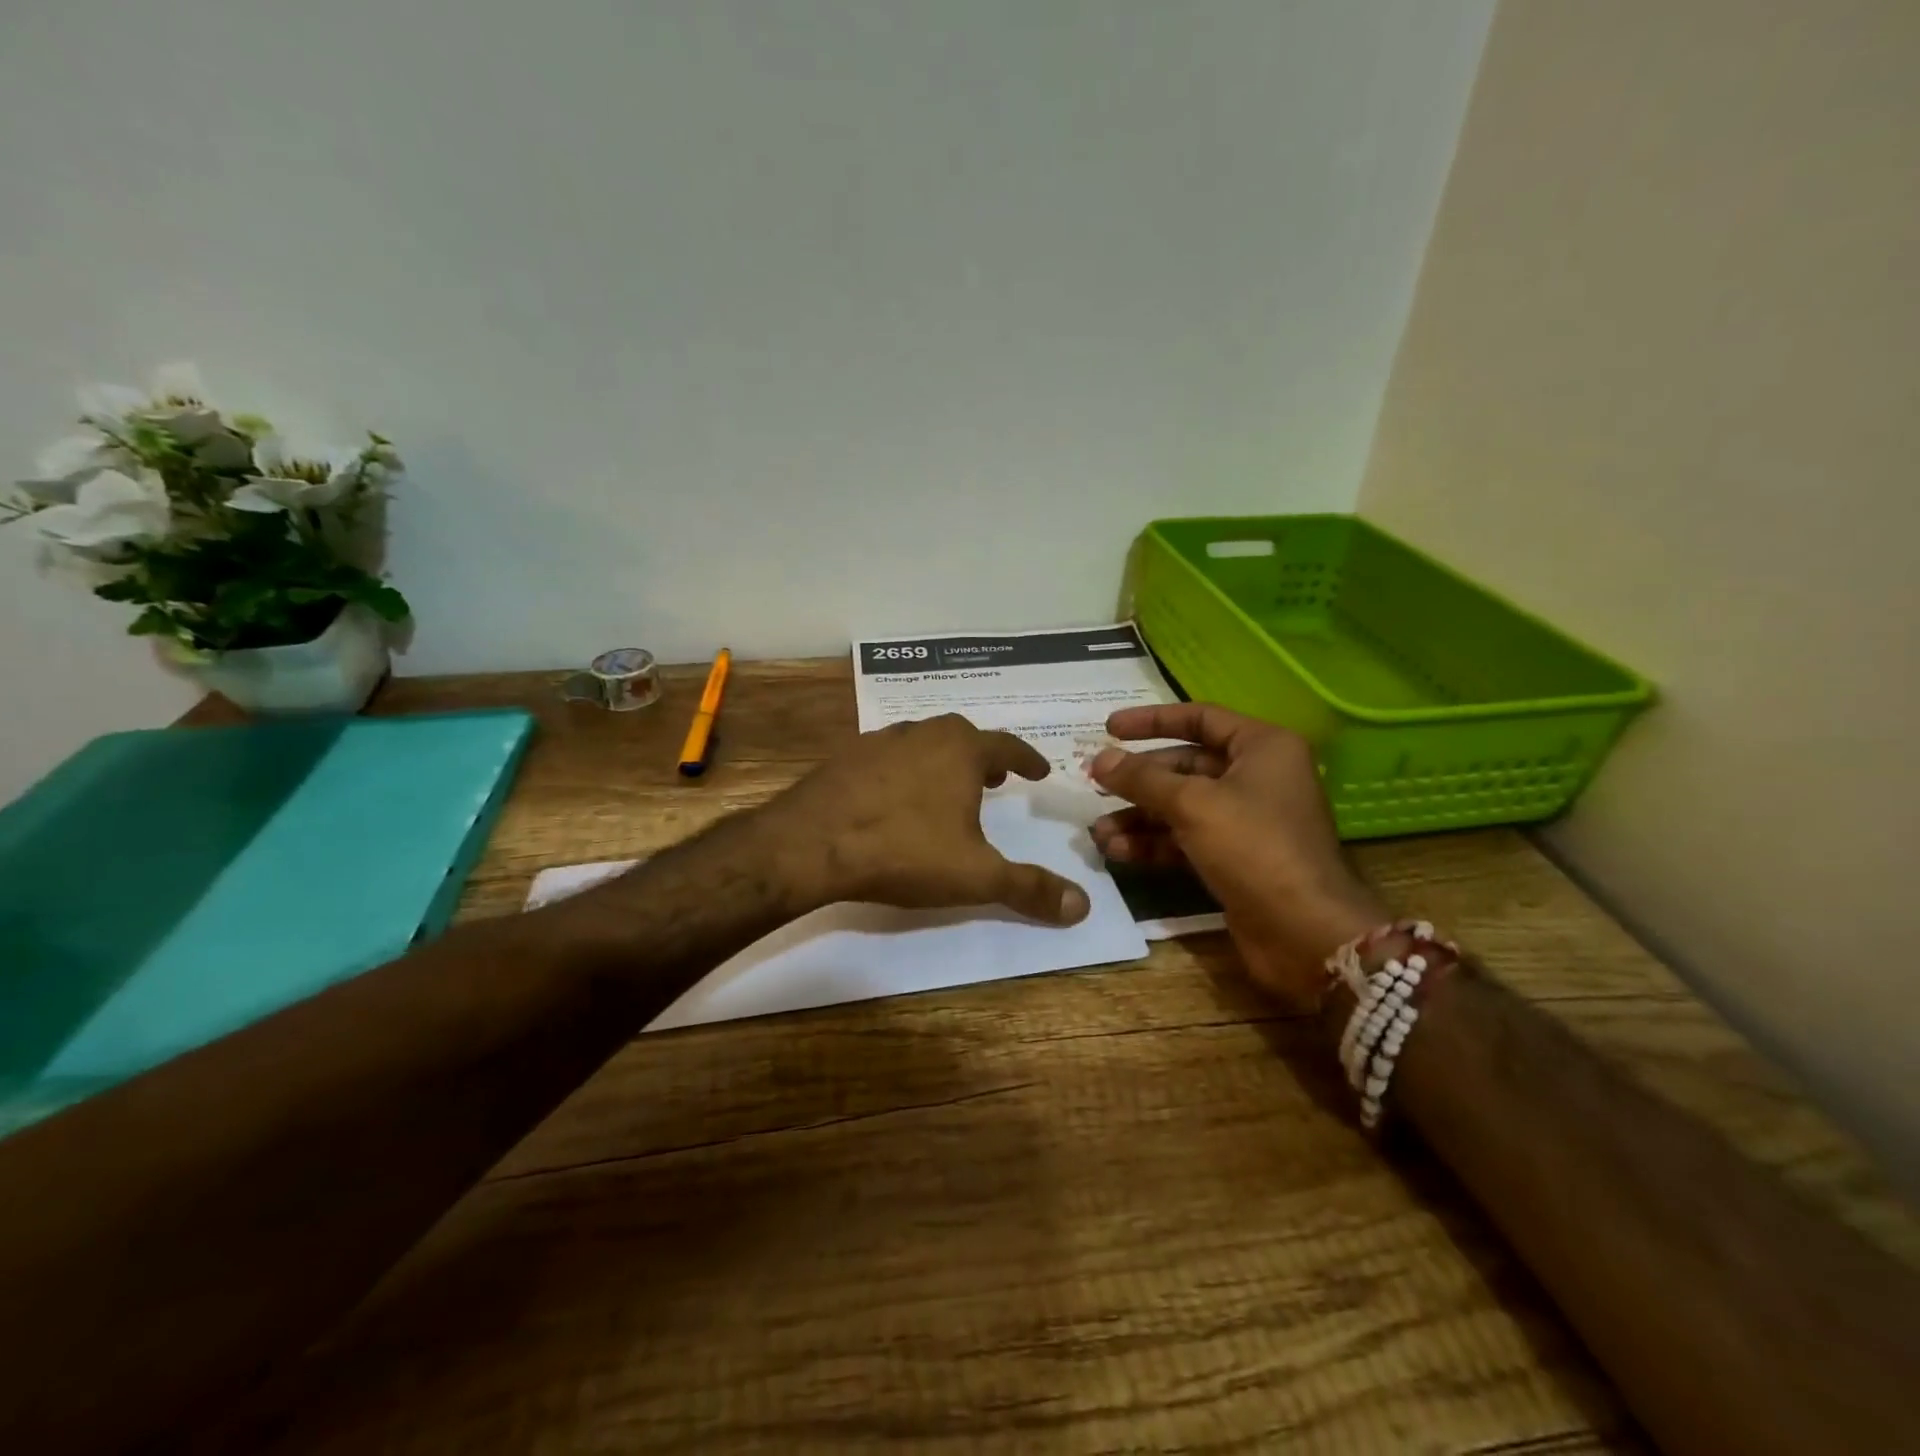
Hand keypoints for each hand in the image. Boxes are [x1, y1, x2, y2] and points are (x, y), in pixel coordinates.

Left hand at [757, 714, 1091, 925]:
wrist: (809, 844)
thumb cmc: (903, 851)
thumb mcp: (975, 876)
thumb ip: (1030, 889)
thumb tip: (1084, 906)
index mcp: (961, 750)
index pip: (1007, 747)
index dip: (1028, 759)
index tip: (1039, 771)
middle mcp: (923, 734)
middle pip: (963, 736)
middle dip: (985, 757)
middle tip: (997, 779)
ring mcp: (880, 742)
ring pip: (924, 743)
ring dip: (943, 761)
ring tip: (949, 788)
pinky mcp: (845, 758)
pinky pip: (888, 757)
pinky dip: (904, 771)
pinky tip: (896, 798)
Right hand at [1088, 704, 1384, 1006]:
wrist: (1304, 932)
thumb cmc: (1254, 847)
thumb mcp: (1192, 804)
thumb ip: (1142, 779)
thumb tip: (1099, 759)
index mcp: (1262, 747)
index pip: (1199, 718)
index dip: (1151, 721)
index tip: (1109, 728)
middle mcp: (1256, 777)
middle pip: (1185, 766)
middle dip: (1138, 780)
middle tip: (1094, 785)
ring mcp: (1246, 821)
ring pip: (1180, 807)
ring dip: (1139, 817)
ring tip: (1099, 832)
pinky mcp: (1234, 858)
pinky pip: (1185, 839)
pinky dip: (1153, 844)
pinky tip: (1118, 852)